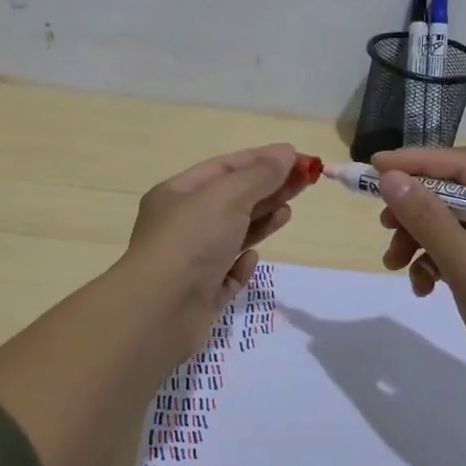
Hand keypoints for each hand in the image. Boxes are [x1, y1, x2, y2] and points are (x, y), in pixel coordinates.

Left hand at [126, 143, 310, 325]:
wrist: (159, 312)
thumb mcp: (227, 196)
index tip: (300, 159)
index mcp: (178, 193)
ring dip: (261, 221)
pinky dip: (242, 263)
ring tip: (288, 213)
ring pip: (233, 234)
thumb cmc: (191, 241)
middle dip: (269, 188)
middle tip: (306, 183)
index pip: (226, 167)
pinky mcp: (201, 294)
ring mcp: (191, 260)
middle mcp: (182, 224)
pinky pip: (227, 272)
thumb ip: (260, 175)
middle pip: (233, 198)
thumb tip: (287, 153)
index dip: (264, 160)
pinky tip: (252, 259)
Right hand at [373, 147, 465, 396]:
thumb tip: (390, 178)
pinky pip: (461, 256)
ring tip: (394, 265)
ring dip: (420, 241)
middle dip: (414, 210)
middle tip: (383, 226)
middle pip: (455, 195)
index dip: (415, 162)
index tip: (372, 168)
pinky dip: (436, 265)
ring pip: (454, 227)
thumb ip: (429, 220)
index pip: (462, 166)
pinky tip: (423, 289)